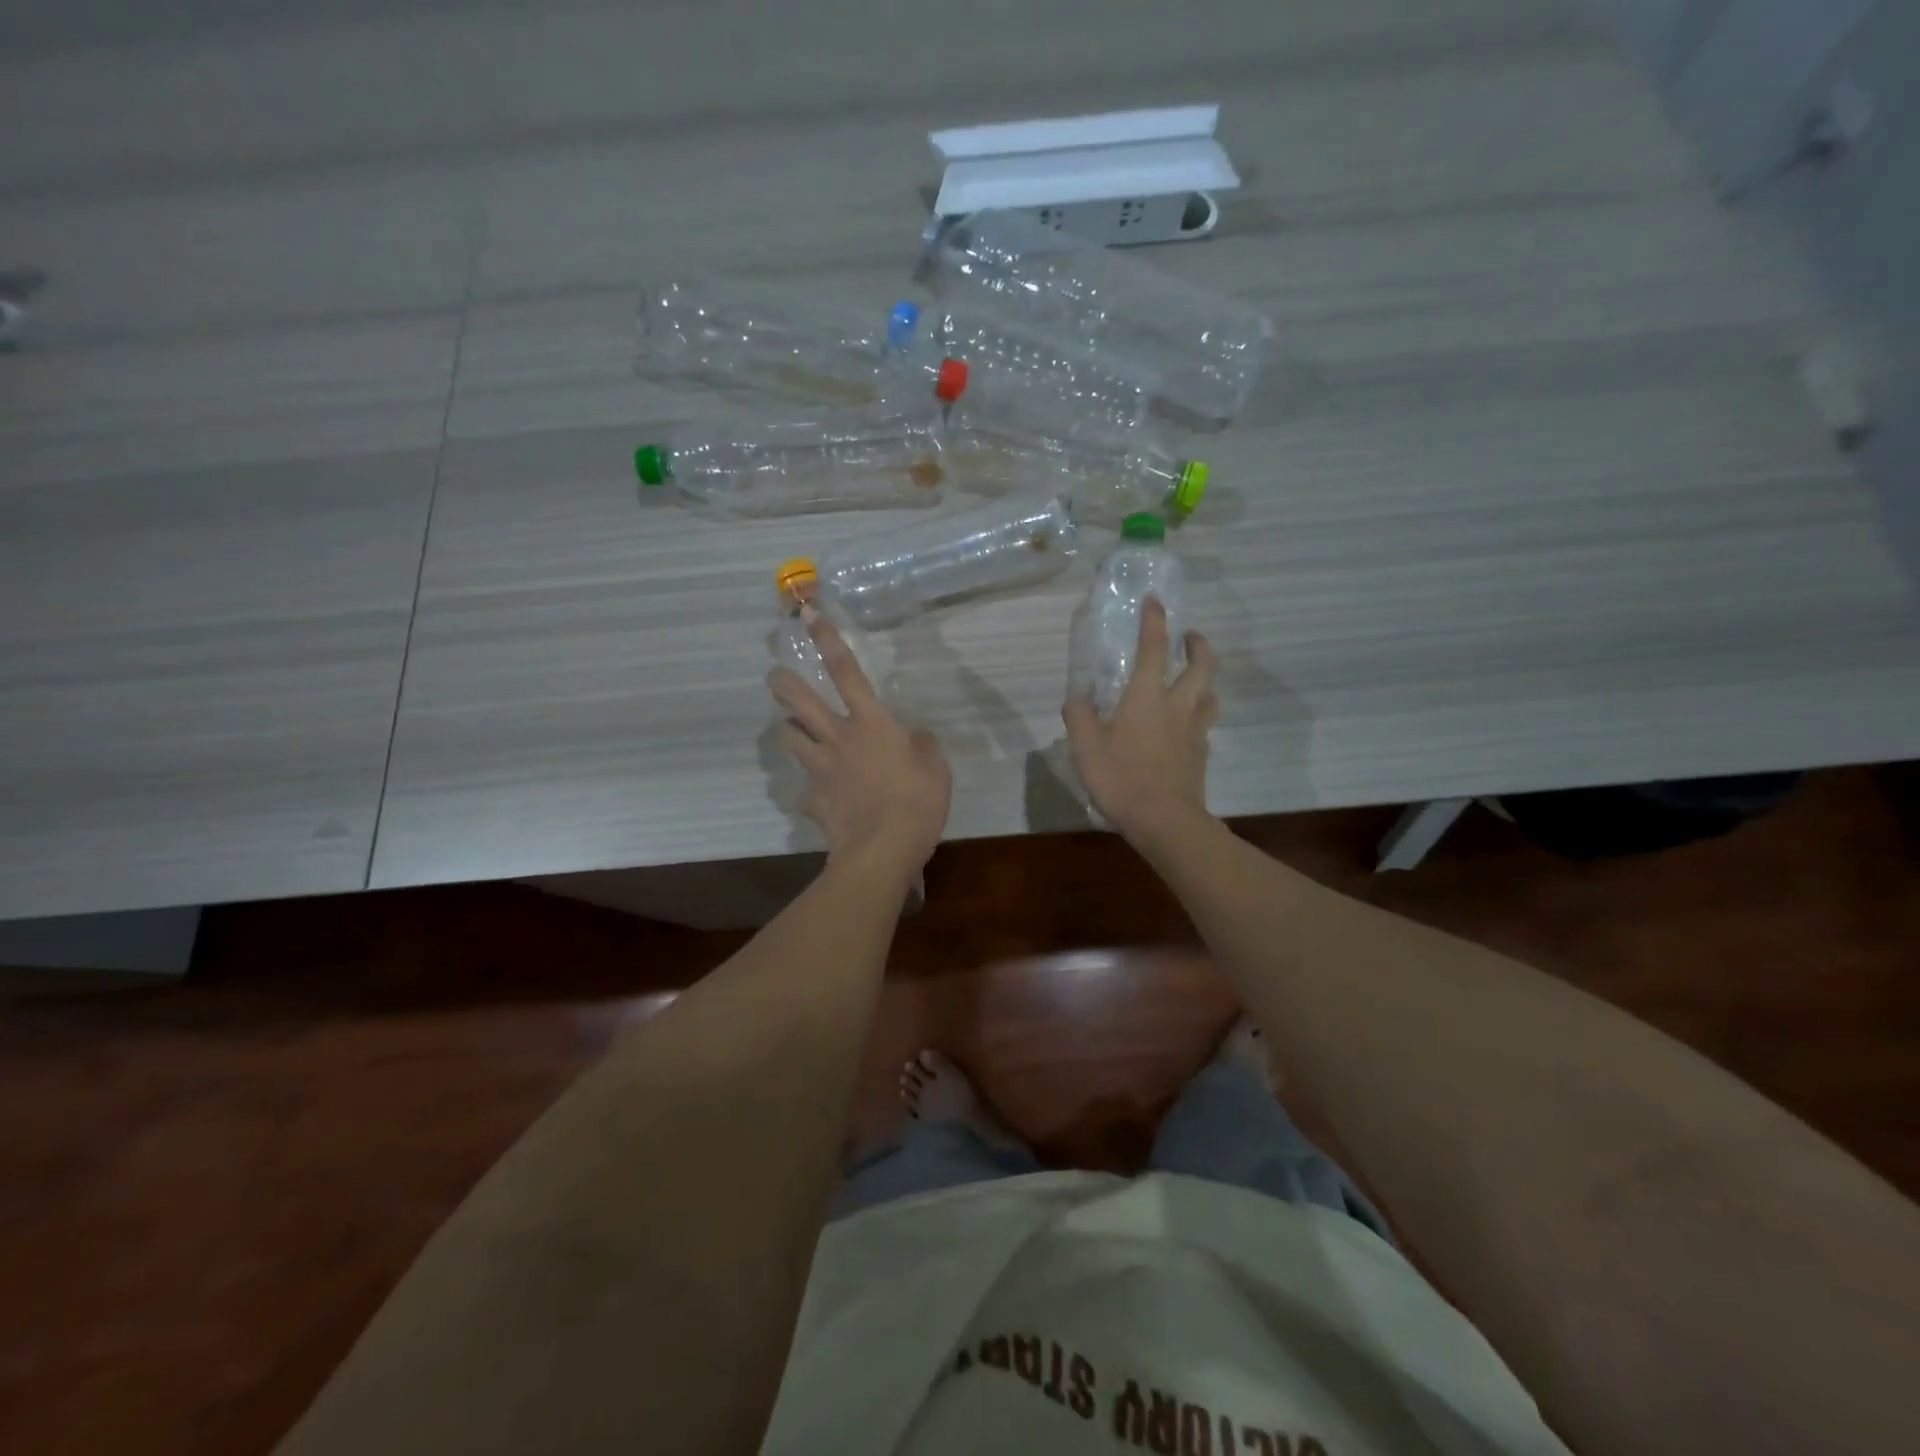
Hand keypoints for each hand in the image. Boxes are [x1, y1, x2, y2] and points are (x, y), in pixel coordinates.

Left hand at [769, 610, 951, 870]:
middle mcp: (839, 738)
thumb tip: (916, 737)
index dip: (827, 641)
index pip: (846, 672)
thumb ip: (922, 746)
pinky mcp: (813, 800)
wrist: (883, 849)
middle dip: (784, 684)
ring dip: (789, 731)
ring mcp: (821, 769)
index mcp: (871, 723)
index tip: (808, 615)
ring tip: (791, 730)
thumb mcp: (936, 767)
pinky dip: (809, 792)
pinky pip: (805, 791)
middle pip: (801, 703)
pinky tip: (817, 800)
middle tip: (774, 676)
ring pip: (790, 740)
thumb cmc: (917, 801)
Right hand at [1063, 598, 1217, 847]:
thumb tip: (1077, 697)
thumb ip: (1079, 716)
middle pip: (1201, 665)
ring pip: (1210, 695)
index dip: (1154, 621)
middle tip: (1190, 637)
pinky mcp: (1201, 755)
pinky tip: (1185, 726)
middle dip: (1198, 645)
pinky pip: (1204, 725)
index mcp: (1147, 695)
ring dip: (1204, 680)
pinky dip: (1198, 715)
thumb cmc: (1121, 777)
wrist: (1165, 820)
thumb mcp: (1085, 746)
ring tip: (1193, 681)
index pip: (1154, 647)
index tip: (1155, 601)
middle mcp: (1177, 705)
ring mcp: (1194, 731)